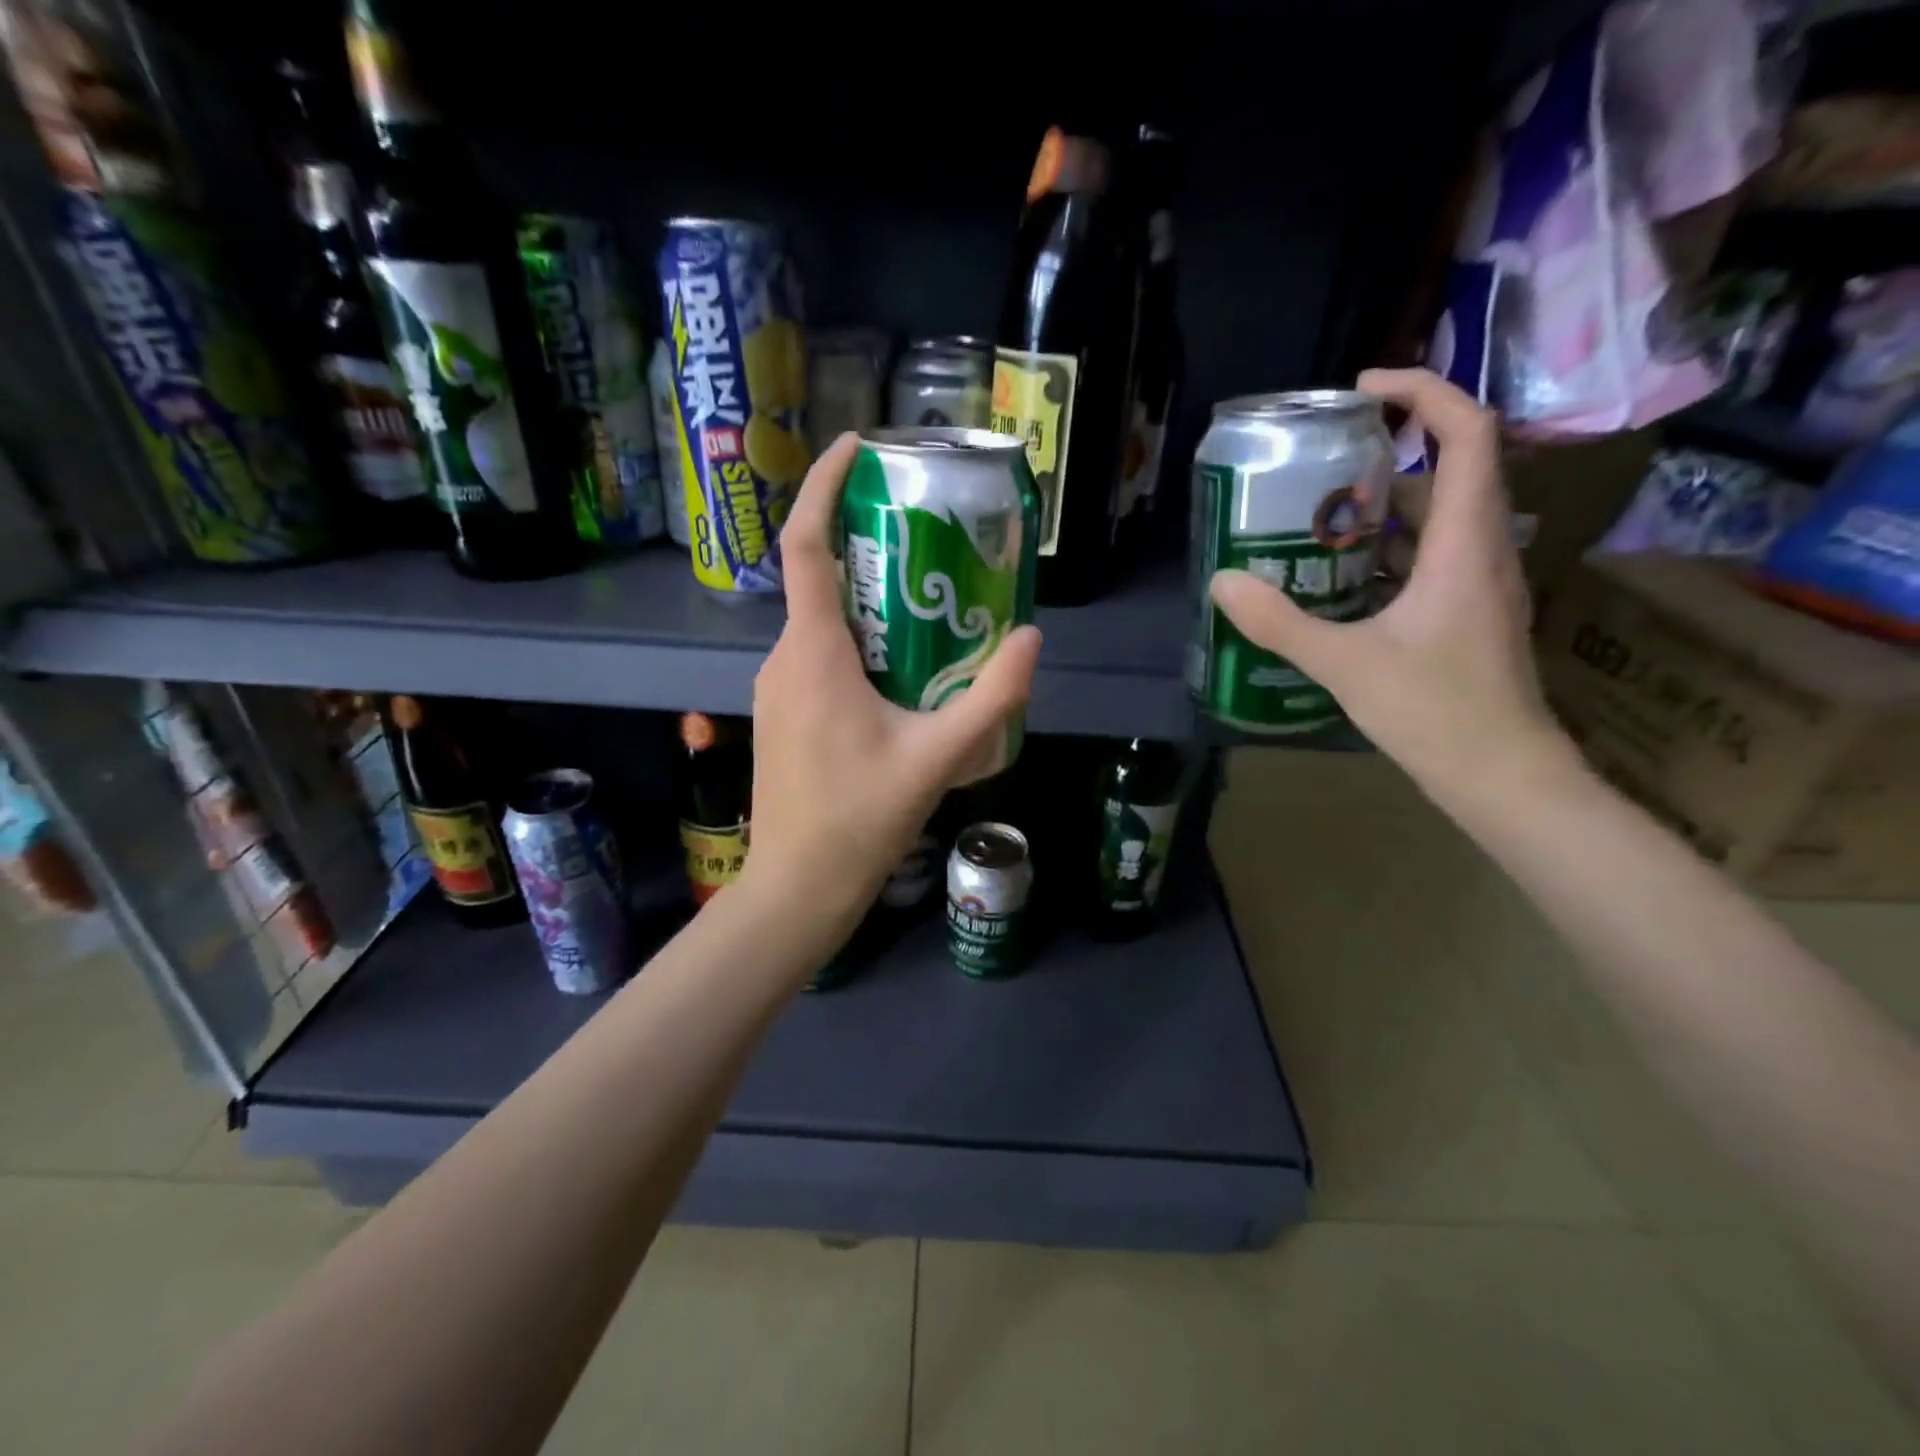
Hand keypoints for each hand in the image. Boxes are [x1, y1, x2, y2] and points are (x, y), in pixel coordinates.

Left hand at [740, 433, 1042, 941]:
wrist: (797, 888)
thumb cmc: (860, 821)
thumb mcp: (938, 758)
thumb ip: (991, 699)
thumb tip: (1030, 640)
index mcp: (813, 654)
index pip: (806, 546)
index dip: (823, 485)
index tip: (857, 446)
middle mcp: (784, 658)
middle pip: (818, 578)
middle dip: (866, 545)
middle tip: (926, 536)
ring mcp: (776, 688)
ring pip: (819, 622)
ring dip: (865, 601)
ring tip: (926, 603)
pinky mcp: (781, 714)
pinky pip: (816, 656)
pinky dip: (853, 641)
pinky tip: (898, 668)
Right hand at [1209, 368, 1574, 796]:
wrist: (1501, 775)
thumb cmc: (1436, 712)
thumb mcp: (1345, 664)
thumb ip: (1281, 623)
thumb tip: (1223, 583)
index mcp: (1466, 544)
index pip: (1467, 433)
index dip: (1423, 392)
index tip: (1363, 390)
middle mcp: (1483, 550)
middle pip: (1449, 470)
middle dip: (1385, 454)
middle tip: (1318, 464)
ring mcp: (1478, 584)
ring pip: (1437, 518)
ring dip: (1381, 506)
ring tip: (1315, 516)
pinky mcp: (1466, 613)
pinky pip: (1428, 557)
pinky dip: (1385, 549)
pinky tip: (1336, 575)